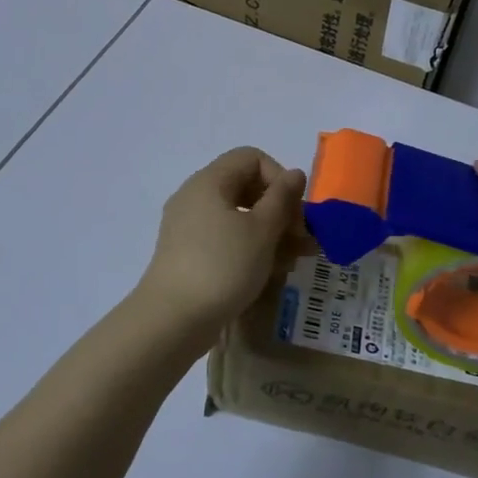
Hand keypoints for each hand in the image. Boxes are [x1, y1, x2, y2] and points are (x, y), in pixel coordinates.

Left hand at [135, 148, 307, 333]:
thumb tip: (295, 173)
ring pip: (239, 218)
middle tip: (303, 241)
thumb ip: (283, 198)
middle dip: (281, 211)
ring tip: (293, 262)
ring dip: (271, 234)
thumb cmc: (223, 266)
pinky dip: (250, 250)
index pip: (252, 158)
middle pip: (247, 188)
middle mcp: (195, 197)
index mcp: (209, 181)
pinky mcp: (189, 254)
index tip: (295, 212)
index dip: (280, 178)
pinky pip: (225, 240)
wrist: (173, 319)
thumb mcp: (262, 230)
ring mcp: (189, 227)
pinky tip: (269, 273)